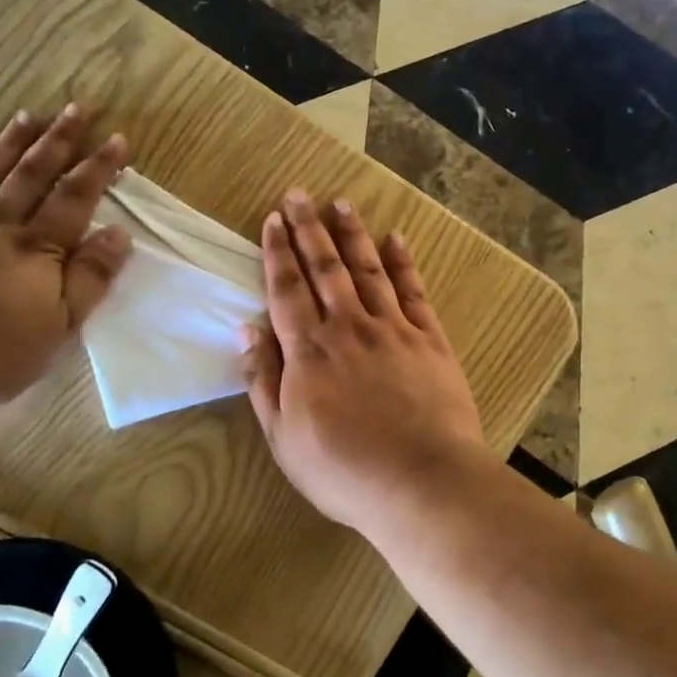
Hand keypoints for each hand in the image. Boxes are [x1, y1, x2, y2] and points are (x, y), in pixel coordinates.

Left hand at [0, 106, 131, 413]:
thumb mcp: (60, 325)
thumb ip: (90, 277)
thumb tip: (118, 233)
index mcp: (35, 250)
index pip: (74, 200)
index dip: (98, 168)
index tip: (117, 138)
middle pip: (31, 178)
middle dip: (57, 143)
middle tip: (76, 108)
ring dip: (6, 146)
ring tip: (25, 115)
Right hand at [244, 189, 486, 533]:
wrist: (422, 482)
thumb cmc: (344, 470)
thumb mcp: (284, 438)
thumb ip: (263, 381)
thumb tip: (247, 330)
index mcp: (308, 351)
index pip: (287, 289)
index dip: (278, 252)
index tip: (273, 219)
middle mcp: (348, 327)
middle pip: (325, 268)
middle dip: (309, 228)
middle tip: (299, 194)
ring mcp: (392, 329)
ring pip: (367, 269)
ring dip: (352, 235)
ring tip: (341, 204)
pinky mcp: (429, 339)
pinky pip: (412, 290)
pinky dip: (402, 262)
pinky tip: (394, 238)